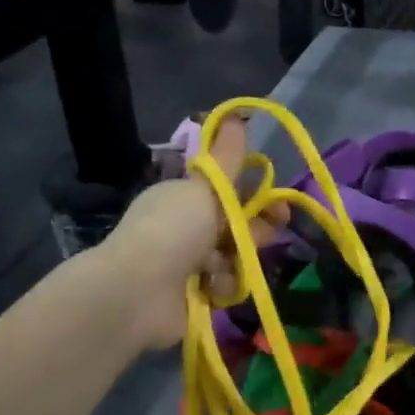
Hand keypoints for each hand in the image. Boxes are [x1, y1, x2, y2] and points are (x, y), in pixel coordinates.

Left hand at [97, 115, 286, 348]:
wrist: (135, 293)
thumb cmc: (173, 230)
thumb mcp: (205, 187)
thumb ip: (227, 157)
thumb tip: (236, 116)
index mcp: (184, 197)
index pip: (229, 194)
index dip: (258, 198)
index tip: (279, 206)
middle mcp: (184, 228)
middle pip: (235, 227)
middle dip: (254, 231)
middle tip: (264, 237)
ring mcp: (186, 265)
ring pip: (233, 258)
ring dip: (237, 261)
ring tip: (226, 267)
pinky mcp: (191, 298)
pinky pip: (223, 288)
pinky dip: (222, 287)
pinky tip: (213, 288)